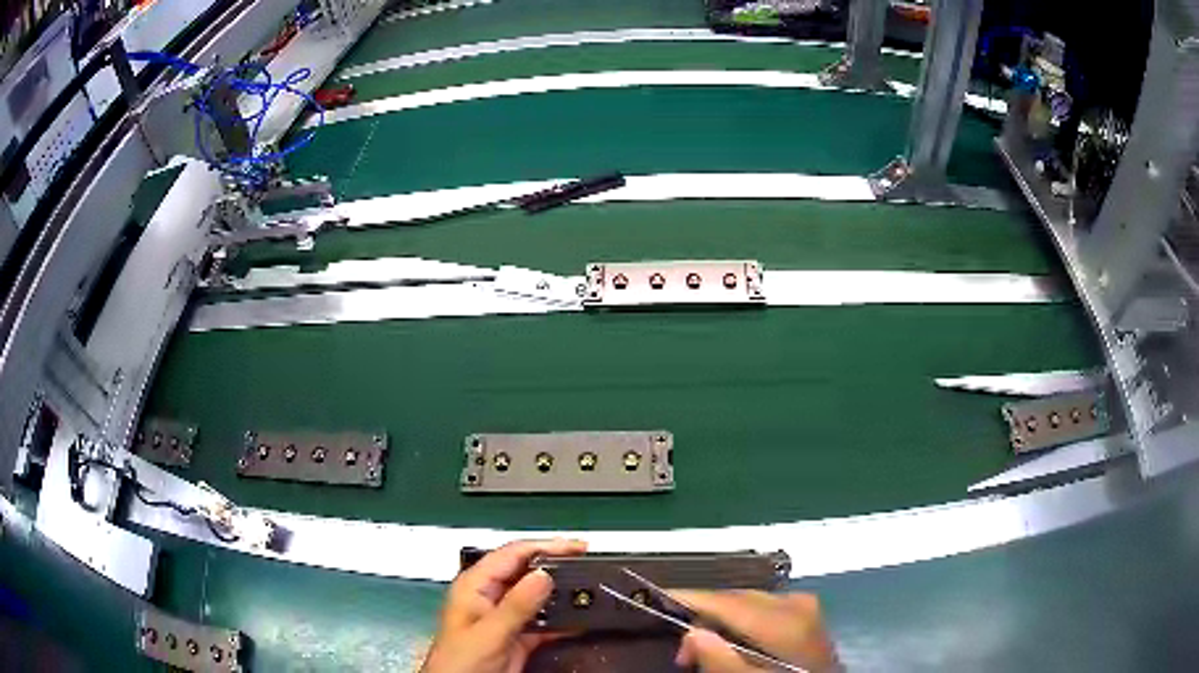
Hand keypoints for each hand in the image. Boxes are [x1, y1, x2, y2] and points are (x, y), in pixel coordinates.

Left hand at [420, 539, 586, 672]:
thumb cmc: (461, 661)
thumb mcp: (489, 633)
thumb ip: (516, 605)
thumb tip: (545, 575)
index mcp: (475, 586)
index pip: (513, 554)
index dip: (546, 546)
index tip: (578, 547)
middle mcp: (491, 596)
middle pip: (527, 572)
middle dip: (557, 567)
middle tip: (588, 564)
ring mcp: (505, 617)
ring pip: (538, 596)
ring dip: (561, 594)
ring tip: (590, 590)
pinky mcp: (518, 637)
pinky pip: (544, 621)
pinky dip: (563, 620)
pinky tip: (581, 619)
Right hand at [671, 591, 839, 672]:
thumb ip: (721, 661)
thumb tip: (693, 632)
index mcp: (785, 619)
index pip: (726, 601)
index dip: (690, 598)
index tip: (656, 596)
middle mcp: (796, 603)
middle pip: (737, 599)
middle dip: (704, 616)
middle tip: (681, 652)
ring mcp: (805, 606)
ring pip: (749, 602)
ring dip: (721, 621)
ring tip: (702, 650)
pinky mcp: (807, 615)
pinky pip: (764, 608)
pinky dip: (742, 622)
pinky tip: (732, 641)